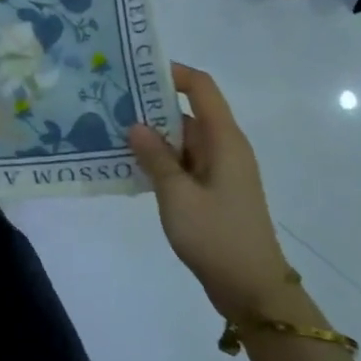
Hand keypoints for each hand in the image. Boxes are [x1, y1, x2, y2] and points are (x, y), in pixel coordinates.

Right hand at [127, 63, 296, 319]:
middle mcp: (225, 148)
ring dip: (152, 136)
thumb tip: (135, 125)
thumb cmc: (217, 237)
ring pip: (182, 140)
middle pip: (187, 112)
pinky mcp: (213, 192)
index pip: (201, 88)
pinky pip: (183, 163)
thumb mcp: (177, 195)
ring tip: (110, 132)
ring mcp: (220, 171)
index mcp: (225, 140)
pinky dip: (160, 160)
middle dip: (150, 106)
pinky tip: (130, 166)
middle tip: (109, 103)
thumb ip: (155, 157)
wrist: (252, 290)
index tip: (135, 70)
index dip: (173, 73)